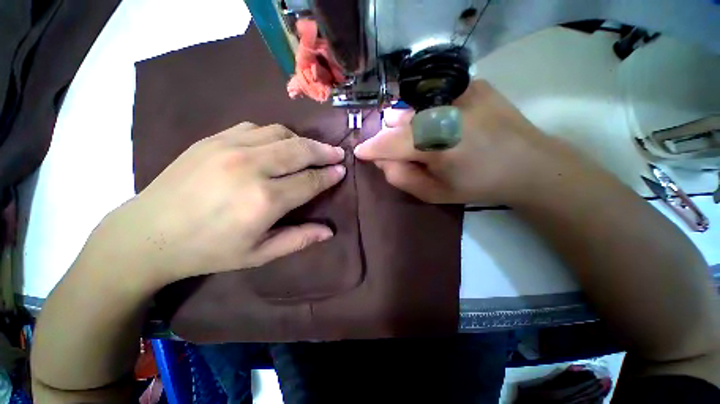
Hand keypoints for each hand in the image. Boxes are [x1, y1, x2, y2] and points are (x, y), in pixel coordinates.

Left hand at [90, 122, 345, 284]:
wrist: (148, 233)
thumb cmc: (209, 250)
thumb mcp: (259, 254)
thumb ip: (298, 239)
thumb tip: (329, 231)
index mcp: (264, 200)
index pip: (310, 181)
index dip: (329, 175)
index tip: (342, 170)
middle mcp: (251, 168)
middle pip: (300, 150)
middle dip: (324, 151)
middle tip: (338, 153)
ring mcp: (230, 148)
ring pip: (281, 133)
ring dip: (302, 141)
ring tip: (312, 149)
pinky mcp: (213, 139)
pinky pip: (256, 128)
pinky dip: (276, 134)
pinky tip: (279, 144)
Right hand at [354, 80, 557, 204]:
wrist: (527, 164)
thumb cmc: (478, 185)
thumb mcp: (434, 193)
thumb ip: (401, 178)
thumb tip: (382, 160)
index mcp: (437, 144)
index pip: (389, 142)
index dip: (371, 147)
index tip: (360, 151)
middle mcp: (445, 111)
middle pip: (399, 121)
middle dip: (390, 137)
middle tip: (397, 151)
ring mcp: (460, 92)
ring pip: (413, 106)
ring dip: (406, 122)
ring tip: (417, 137)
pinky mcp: (472, 84)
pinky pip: (433, 96)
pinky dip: (426, 111)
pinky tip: (439, 123)